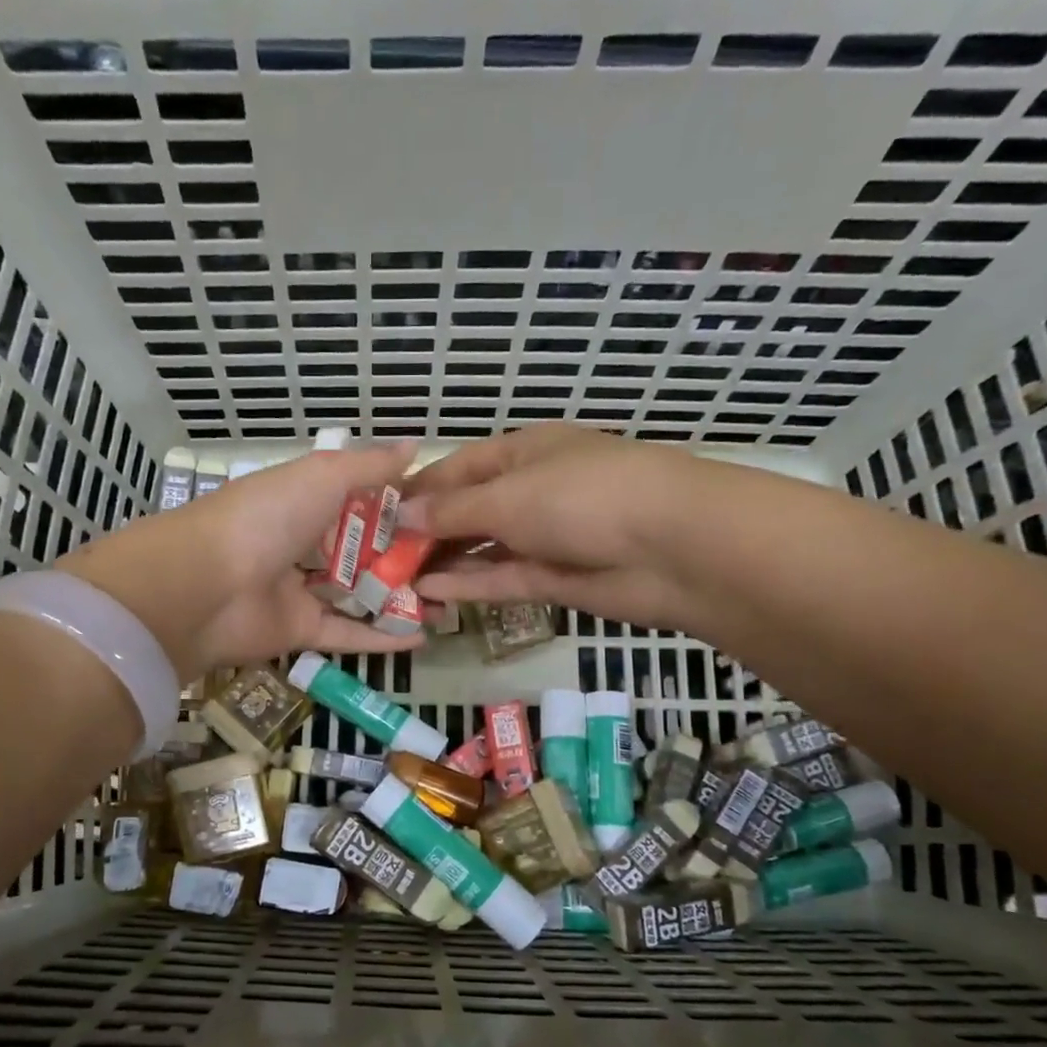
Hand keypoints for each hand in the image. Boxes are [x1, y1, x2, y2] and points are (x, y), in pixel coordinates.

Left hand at [57, 443, 423, 679]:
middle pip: (361, 551)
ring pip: (357, 594)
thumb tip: (413, 445)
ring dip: (400, 598)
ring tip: (449, 601)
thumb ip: (369, 465)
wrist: (205, 586)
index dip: (399, 506)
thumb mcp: (321, 475)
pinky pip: (347, 634)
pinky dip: (382, 637)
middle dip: (405, 557)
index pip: (359, 501)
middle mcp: (302, 544)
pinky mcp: (299, 631)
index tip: (443, 513)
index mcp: (303, 501)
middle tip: (454, 563)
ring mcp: (300, 590)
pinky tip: (423, 637)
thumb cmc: (266, 517)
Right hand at [402, 424, 726, 632]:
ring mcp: (544, 537)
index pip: (458, 468)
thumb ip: (451, 510)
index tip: (374, 514)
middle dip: (426, 531)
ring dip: (443, 562)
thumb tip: (400, 513)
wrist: (672, 547)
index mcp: (523, 452)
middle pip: (468, 511)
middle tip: (376, 558)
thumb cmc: (583, 496)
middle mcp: (531, 491)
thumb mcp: (508, 495)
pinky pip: (502, 579)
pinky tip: (429, 594)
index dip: (417, 489)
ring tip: (393, 582)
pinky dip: (469, 585)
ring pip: (482, 549)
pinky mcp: (555, 579)